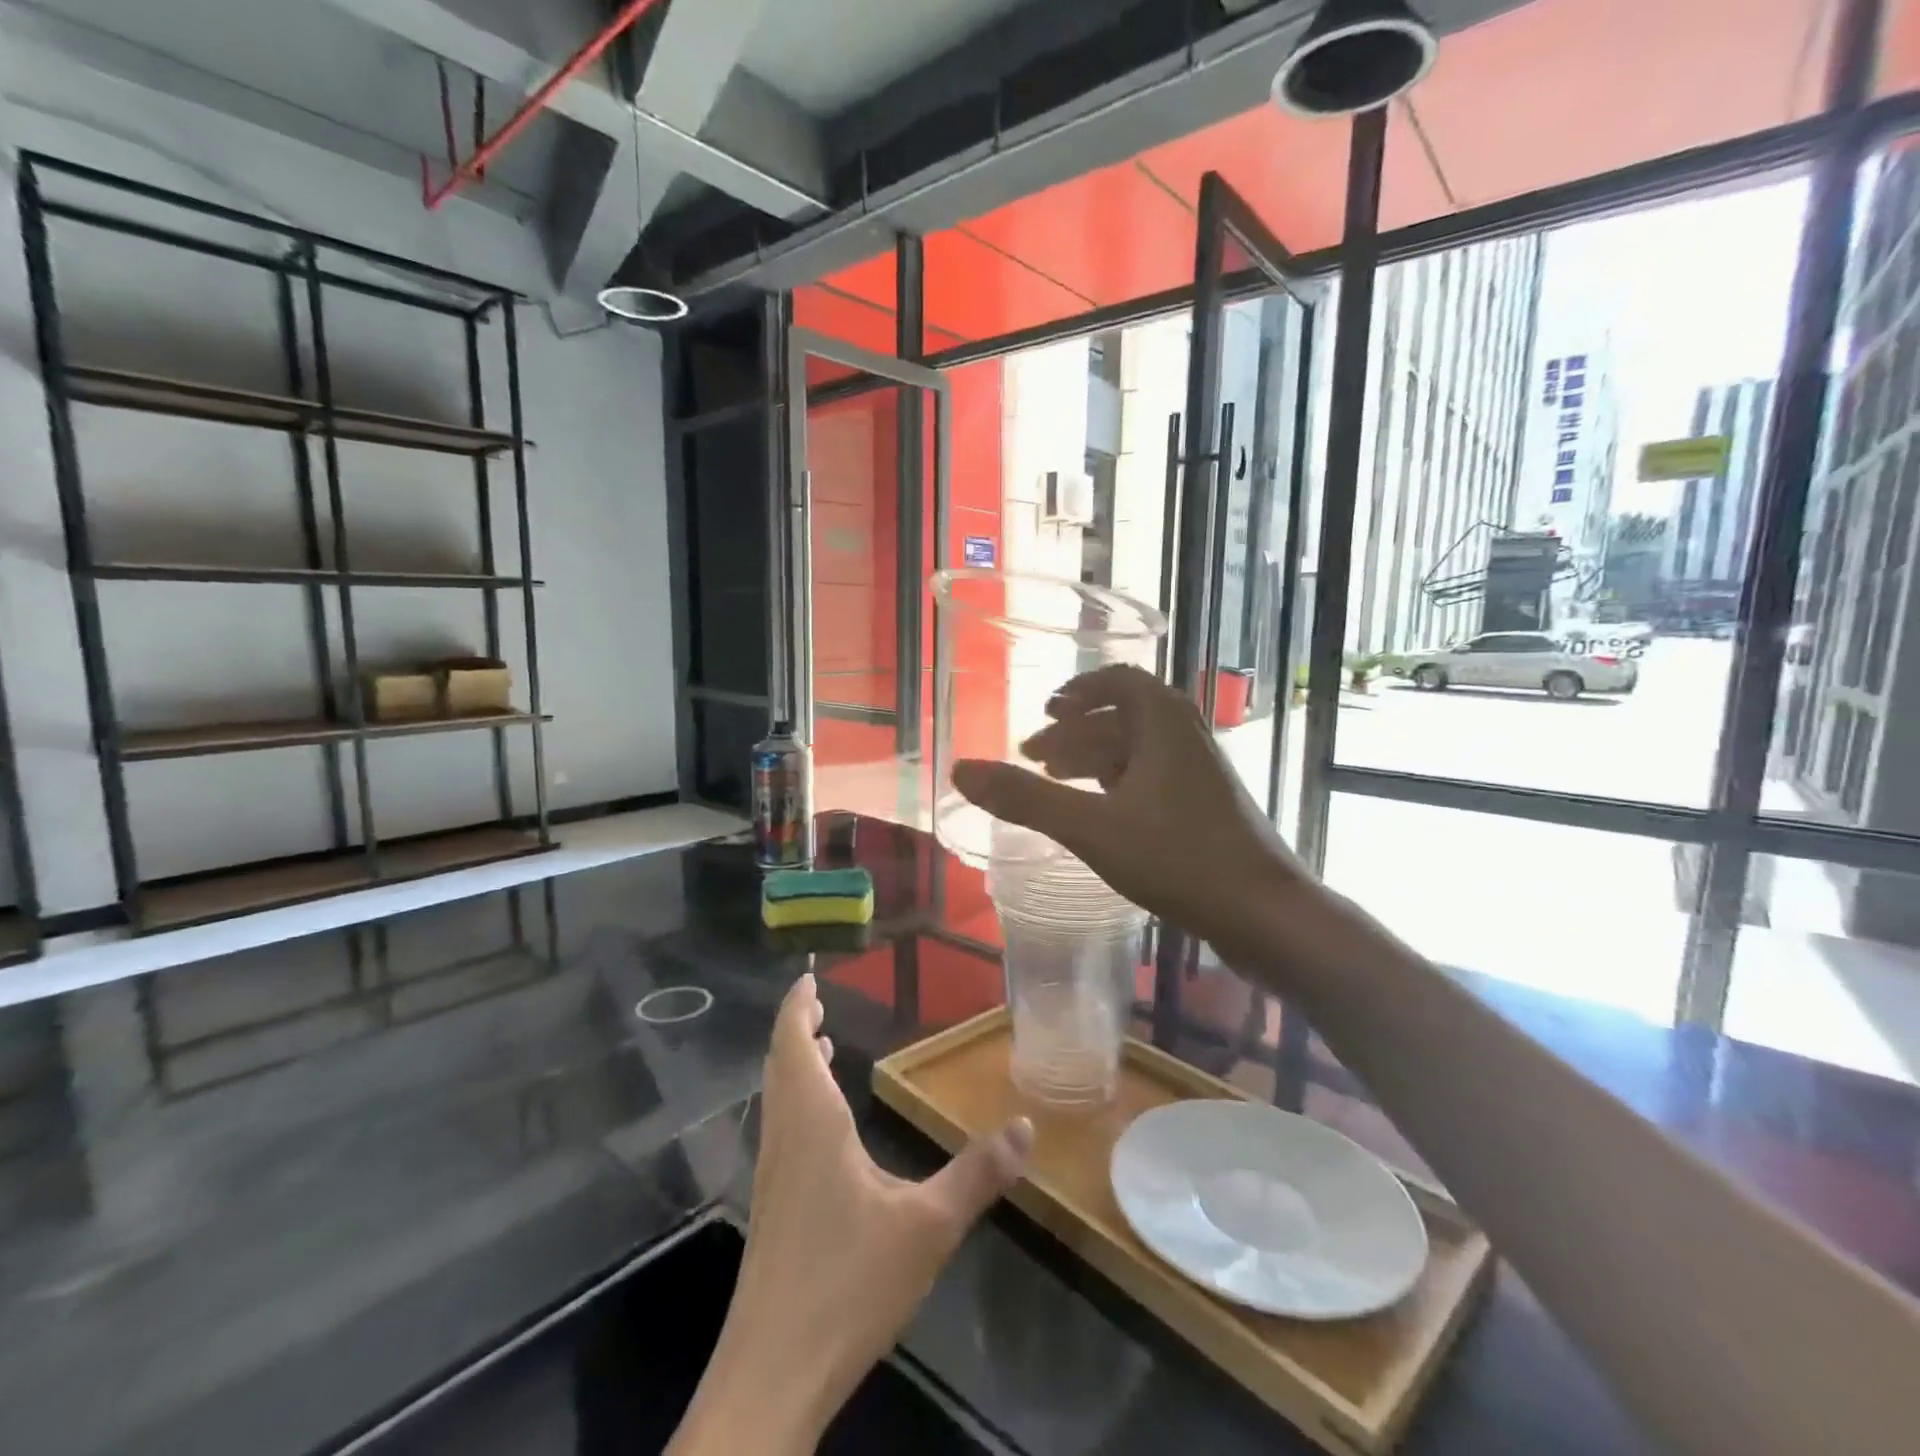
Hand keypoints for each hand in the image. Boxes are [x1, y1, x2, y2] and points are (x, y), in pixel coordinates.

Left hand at [669, 974, 1031, 1454]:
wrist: (773, 1374)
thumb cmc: (848, 1283)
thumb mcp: (928, 1226)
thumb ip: (977, 1173)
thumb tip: (1026, 1125)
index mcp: (812, 1123)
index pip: (791, 1043)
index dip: (796, 1006)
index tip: (807, 977)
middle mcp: (785, 1137)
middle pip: (779, 1063)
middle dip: (796, 1027)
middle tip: (818, 1003)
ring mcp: (773, 1174)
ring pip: (778, 1096)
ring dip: (794, 1063)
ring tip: (821, 1045)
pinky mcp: (773, 1208)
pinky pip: (782, 1126)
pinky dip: (797, 1098)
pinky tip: (822, 1124)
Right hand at [951, 664, 1304, 949]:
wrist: (1266, 913)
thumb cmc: (1179, 858)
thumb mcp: (1091, 827)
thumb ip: (1025, 798)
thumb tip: (960, 769)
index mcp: (1163, 721)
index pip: (1119, 681)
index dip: (1079, 691)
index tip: (1045, 710)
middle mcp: (1185, 736)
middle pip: (1122, 718)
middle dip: (1074, 733)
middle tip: (1033, 758)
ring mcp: (1200, 773)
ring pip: (1136, 752)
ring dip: (1093, 760)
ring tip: (1055, 782)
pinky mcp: (1206, 808)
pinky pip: (1151, 779)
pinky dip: (1116, 785)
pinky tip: (1098, 813)